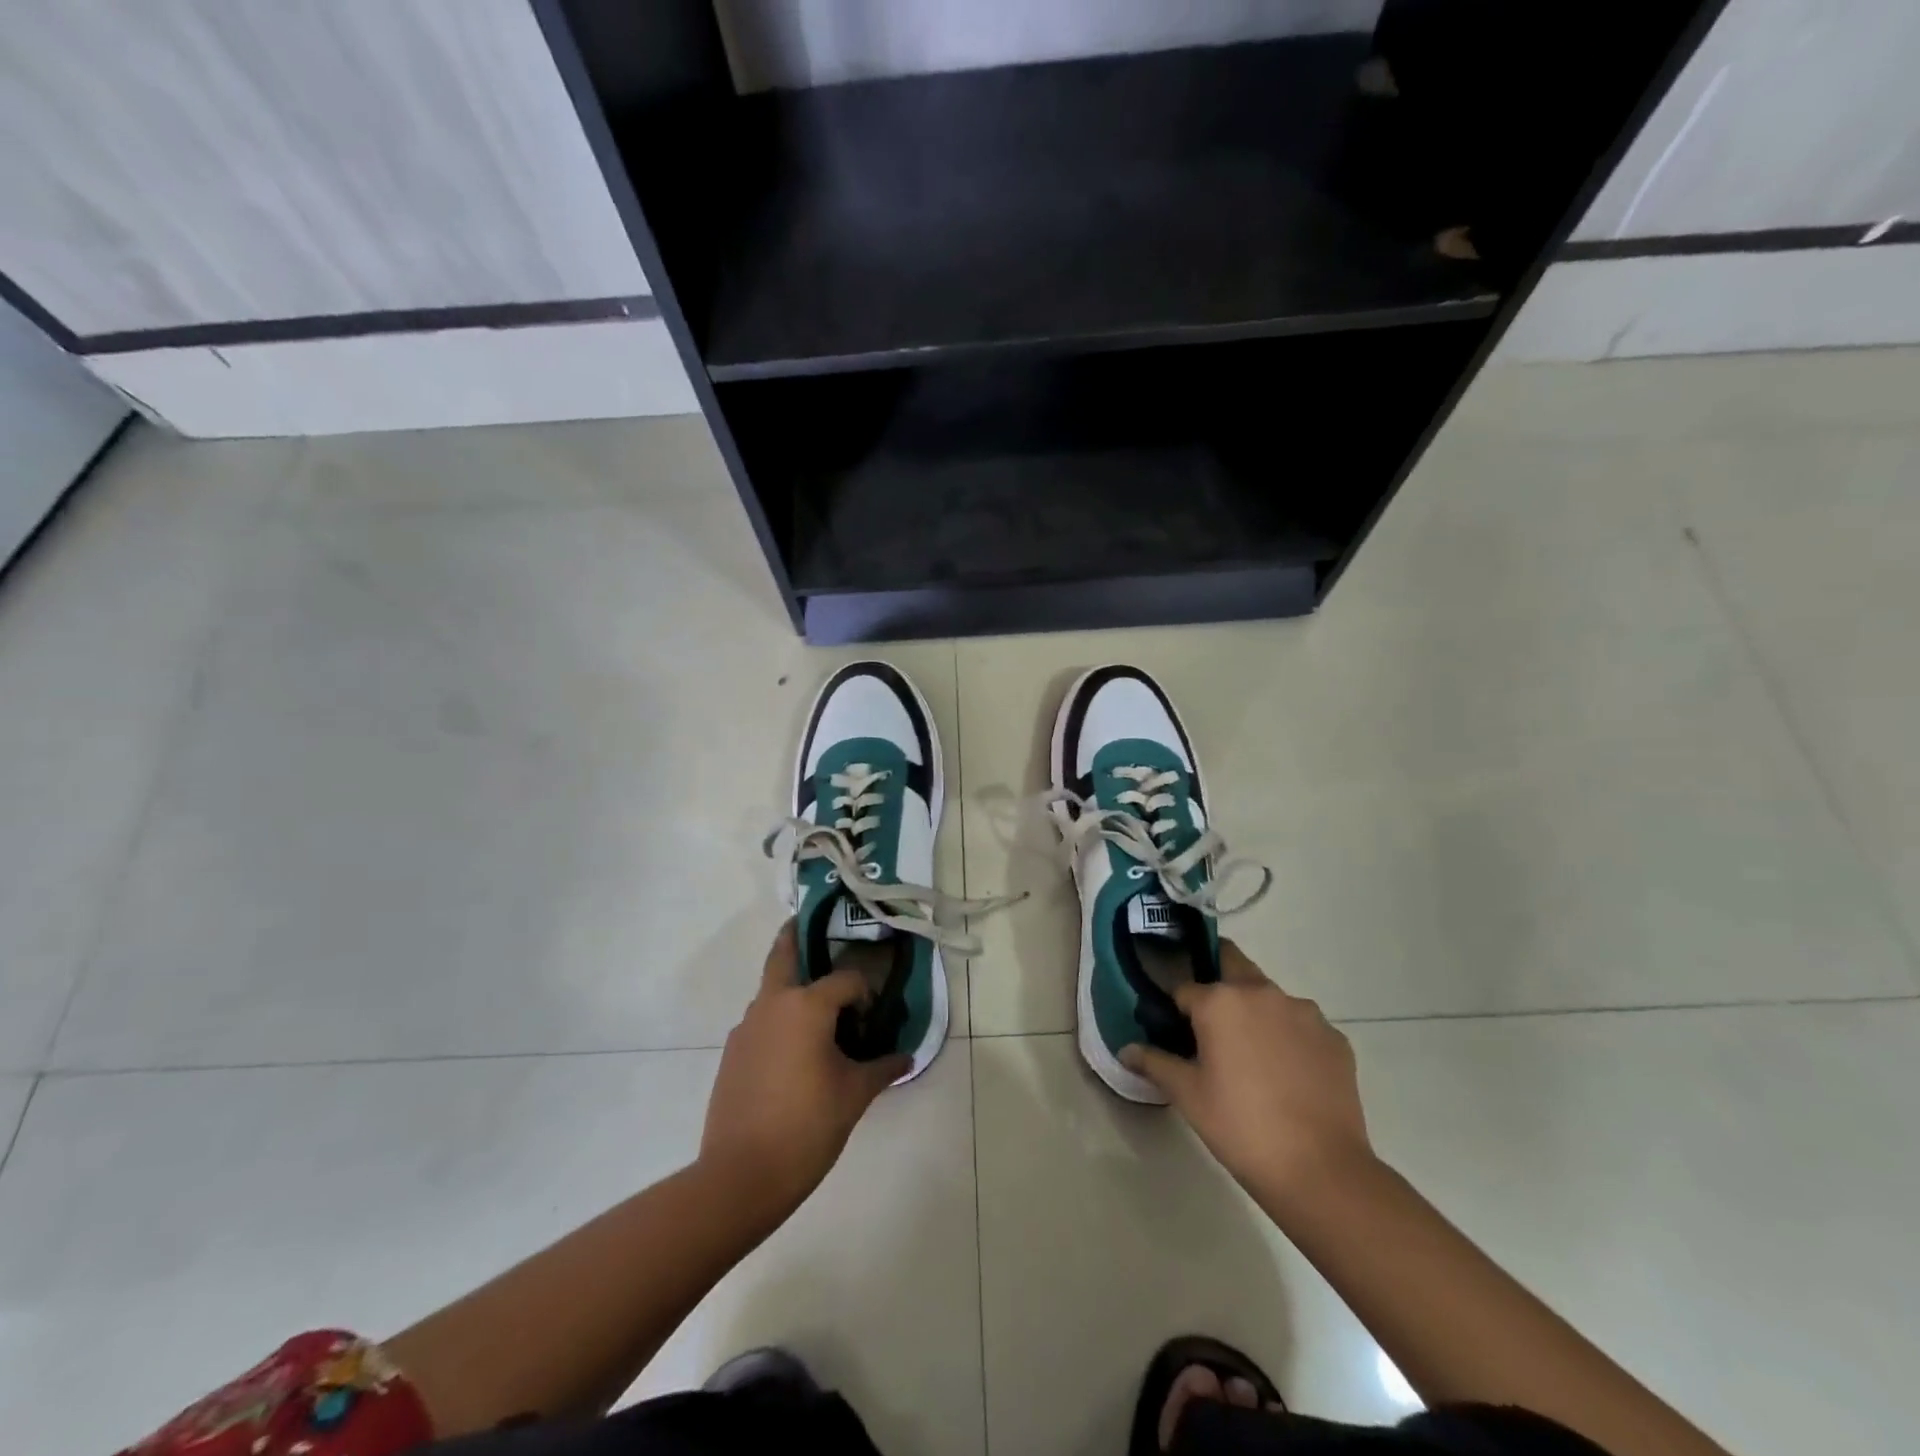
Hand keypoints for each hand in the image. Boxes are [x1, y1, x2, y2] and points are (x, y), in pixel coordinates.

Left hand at [699, 923, 909, 1216]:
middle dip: (796, 936)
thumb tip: (906, 1056)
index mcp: (806, 1006)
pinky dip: (779, 1020)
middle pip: (783, 955)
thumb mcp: (855, 1095)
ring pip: (771, 991)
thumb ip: (883, 1068)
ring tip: (818, 1012)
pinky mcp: (732, 1054)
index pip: (846, 980)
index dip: (865, 993)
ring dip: (792, 987)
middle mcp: (772, 1004)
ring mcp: (746, 1028)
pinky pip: (762, 1022)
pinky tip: (795, 1052)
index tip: (874, 1017)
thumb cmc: (807, 1126)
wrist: (739, 1176)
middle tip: (812, 926)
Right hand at [1122, 943, 1375, 1212]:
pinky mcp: (1335, 1038)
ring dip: (1256, 1013)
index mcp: (1220, 1001)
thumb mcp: (1188, 1095)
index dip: (1177, 1009)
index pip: (1185, 988)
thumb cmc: (1241, 1127)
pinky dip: (1289, 1038)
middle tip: (1212, 1026)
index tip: (1176, 1032)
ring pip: (1269, 997)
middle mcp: (1263, 993)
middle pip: (1232, 965)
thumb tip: (1126, 1050)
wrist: (1321, 1170)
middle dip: (1218, 984)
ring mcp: (1305, 1013)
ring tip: (1254, 1060)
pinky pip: (1302, 1025)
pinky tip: (1288, 1076)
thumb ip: (1154, 1063)